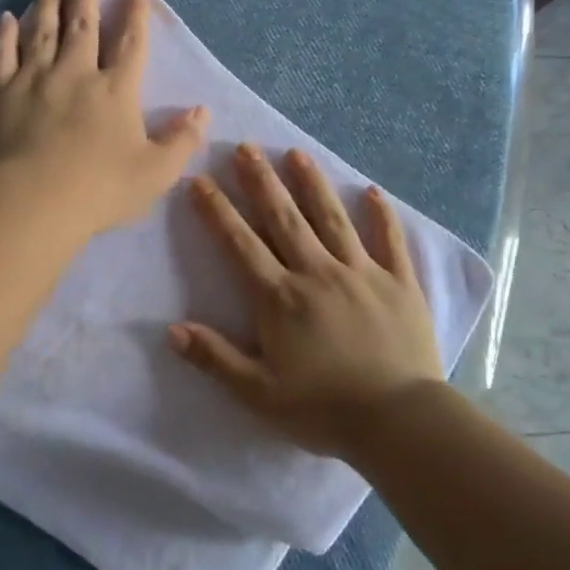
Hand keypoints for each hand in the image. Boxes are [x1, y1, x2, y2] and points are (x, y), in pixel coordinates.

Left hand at [0, 0, 207, 239]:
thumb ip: (182, 140)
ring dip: (47, 4)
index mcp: (116, 90)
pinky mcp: (0, 94)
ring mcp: (34, 79)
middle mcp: (76, 73)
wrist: (34, 202)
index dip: (135, 17)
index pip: (130, 45)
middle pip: (82, 26)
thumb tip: (203, 110)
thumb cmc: (100, 189)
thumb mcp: (156, 172)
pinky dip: (4, 35)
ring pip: (42, 31)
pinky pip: (2, 56)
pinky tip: (5, 19)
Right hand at [168, 144, 444, 459]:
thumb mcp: (258, 393)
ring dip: (312, 184)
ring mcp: (361, 272)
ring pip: (332, 218)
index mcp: (280, 298)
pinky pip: (389, 241)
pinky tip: (372, 191)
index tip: (200, 180)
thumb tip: (170, 330)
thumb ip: (214, 359)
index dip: (217, 211)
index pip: (240, 244)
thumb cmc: (323, 409)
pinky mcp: (399, 282)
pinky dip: (381, 215)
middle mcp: (317, 272)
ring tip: (297, 153)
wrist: (399, 421)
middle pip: (284, 218)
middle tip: (246, 148)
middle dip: (261, 181)